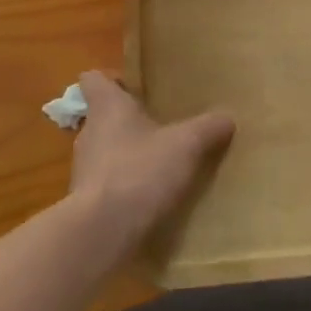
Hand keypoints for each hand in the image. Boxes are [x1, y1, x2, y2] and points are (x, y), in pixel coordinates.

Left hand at [69, 71, 233, 249]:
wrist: (103, 231)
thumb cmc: (140, 171)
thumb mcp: (186, 145)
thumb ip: (207, 128)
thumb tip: (227, 117)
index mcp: (107, 107)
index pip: (92, 79)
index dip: (111, 80)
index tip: (134, 87)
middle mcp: (89, 132)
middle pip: (103, 116)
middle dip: (129, 120)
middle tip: (160, 126)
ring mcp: (83, 169)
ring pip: (105, 150)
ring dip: (127, 154)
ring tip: (159, 163)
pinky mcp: (85, 201)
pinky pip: (107, 183)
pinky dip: (124, 186)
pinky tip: (150, 196)